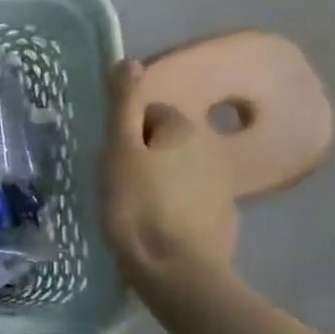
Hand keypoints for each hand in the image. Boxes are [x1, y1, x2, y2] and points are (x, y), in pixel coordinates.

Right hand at [101, 59, 238, 300]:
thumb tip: (128, 61)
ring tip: (133, 208)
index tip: (111, 159)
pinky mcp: (223, 220)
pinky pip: (191, 200)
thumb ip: (123, 105)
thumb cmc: (137, 206)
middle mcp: (211, 149)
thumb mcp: (119, 151)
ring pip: (179, 171)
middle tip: (118, 183)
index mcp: (184, 129)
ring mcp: (221, 187)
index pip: (150, 113)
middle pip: (166, 141)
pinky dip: (174, 207)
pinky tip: (156, 227)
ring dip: (159, 180)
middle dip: (144, 155)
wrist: (176, 272)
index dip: (126, 133)